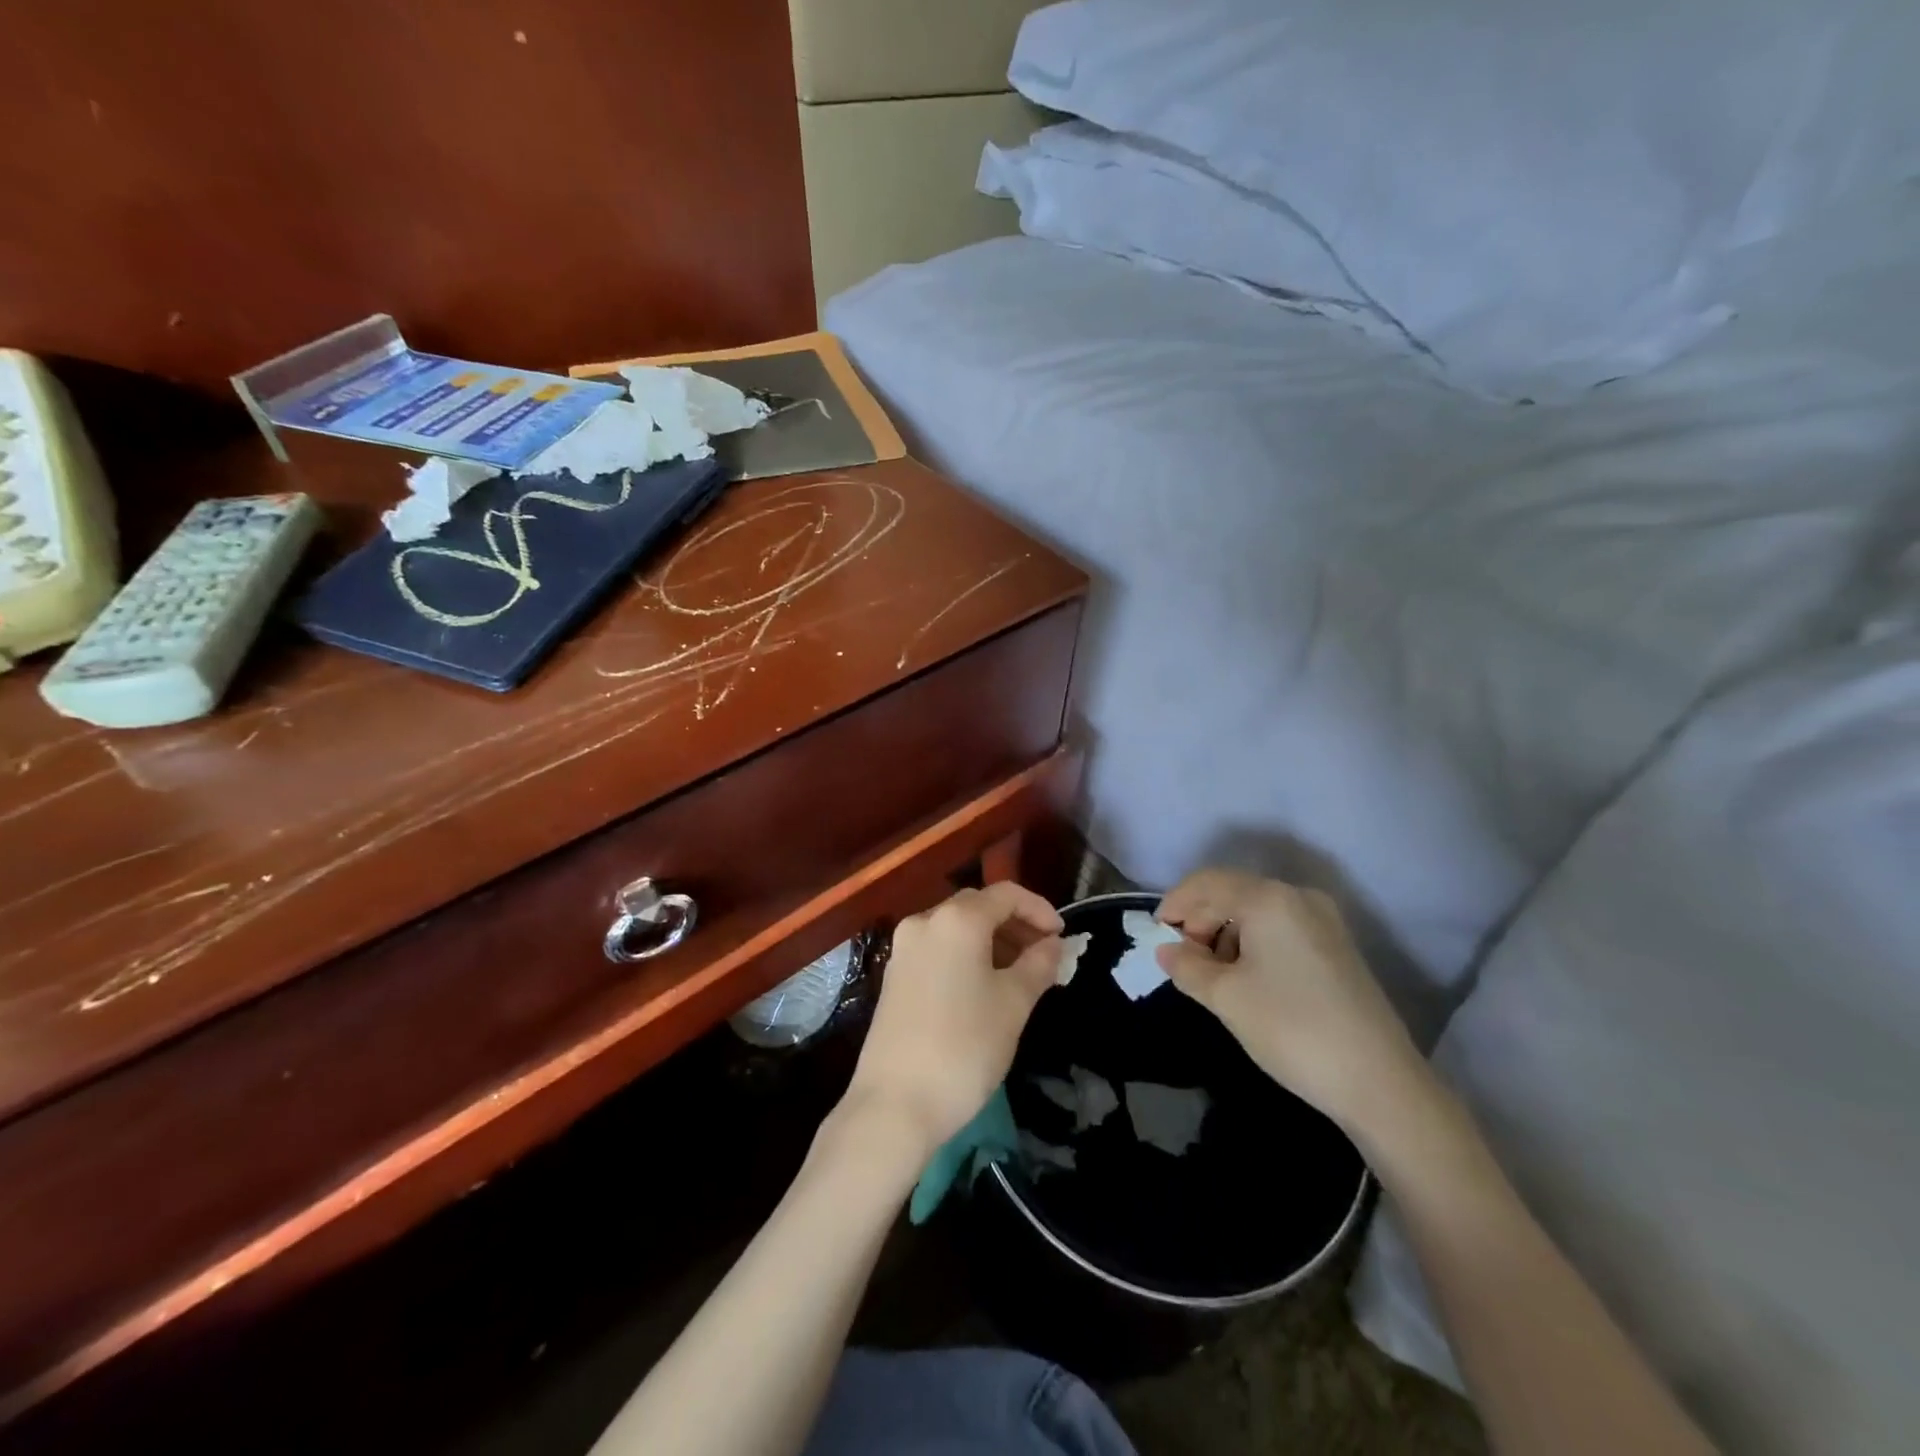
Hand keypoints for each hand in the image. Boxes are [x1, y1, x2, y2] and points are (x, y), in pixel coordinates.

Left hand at [846, 883, 1064, 1156]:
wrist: (895, 1105)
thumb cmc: (964, 1048)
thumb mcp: (1013, 1005)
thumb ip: (1038, 965)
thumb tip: (1052, 944)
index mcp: (956, 920)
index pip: (1005, 894)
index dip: (1039, 910)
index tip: (1062, 936)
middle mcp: (924, 922)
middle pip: (978, 907)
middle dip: (1015, 924)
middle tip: (1045, 955)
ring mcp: (904, 949)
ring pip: (956, 929)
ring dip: (992, 941)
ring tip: (1021, 974)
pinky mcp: (894, 975)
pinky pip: (939, 949)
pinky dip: (967, 955)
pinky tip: (985, 987)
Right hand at [1155, 869, 1428, 1137]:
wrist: (1380, 1083)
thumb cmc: (1292, 1029)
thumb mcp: (1226, 998)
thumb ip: (1188, 967)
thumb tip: (1167, 951)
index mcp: (1269, 898)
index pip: (1207, 883)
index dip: (1175, 904)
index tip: (1156, 936)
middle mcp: (1298, 897)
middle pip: (1233, 892)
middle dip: (1200, 920)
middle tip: (1182, 960)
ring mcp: (1323, 921)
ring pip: (1256, 910)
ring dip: (1225, 933)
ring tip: (1211, 975)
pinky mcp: (1337, 946)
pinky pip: (1280, 928)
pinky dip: (1252, 943)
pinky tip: (1245, 979)